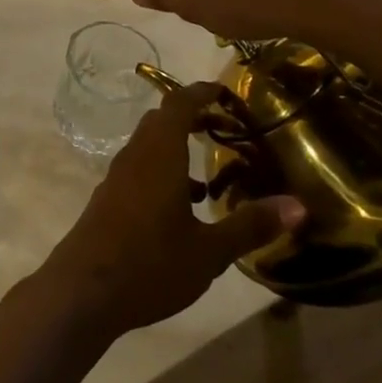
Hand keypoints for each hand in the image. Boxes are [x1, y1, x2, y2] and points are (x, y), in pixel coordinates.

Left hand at [40, 83, 304, 340]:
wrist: (83, 291)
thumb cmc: (150, 264)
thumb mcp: (209, 251)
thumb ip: (250, 225)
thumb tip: (298, 206)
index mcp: (158, 155)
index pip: (178, 104)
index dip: (200, 92)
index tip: (224, 91)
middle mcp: (135, 157)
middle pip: (161, 121)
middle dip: (191, 118)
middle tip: (223, 128)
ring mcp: (117, 178)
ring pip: (148, 147)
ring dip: (176, 149)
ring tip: (209, 178)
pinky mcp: (108, 200)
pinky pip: (139, 170)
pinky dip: (162, 173)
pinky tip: (182, 210)